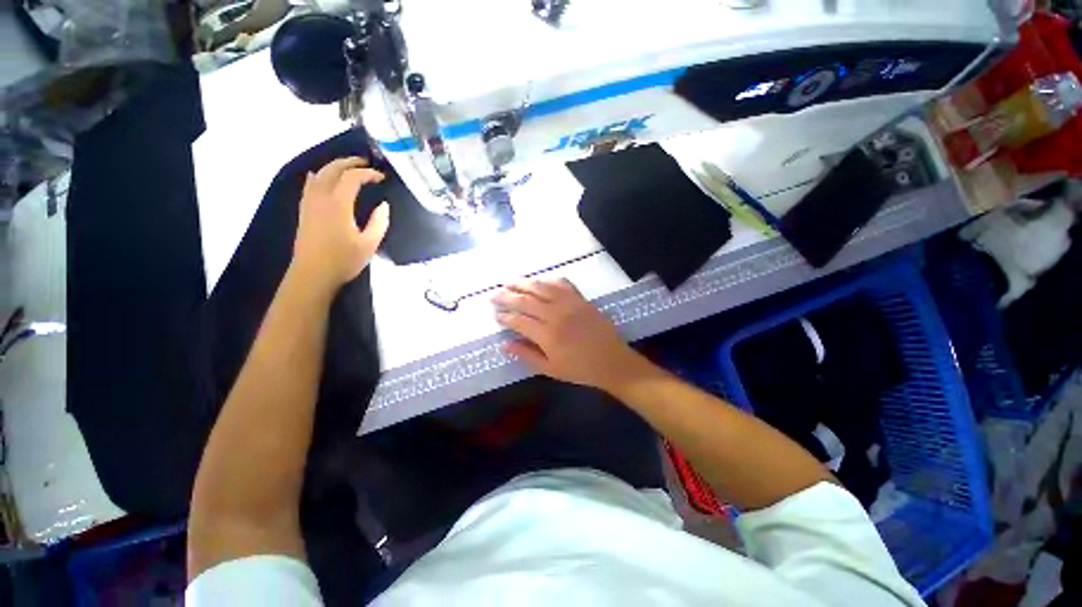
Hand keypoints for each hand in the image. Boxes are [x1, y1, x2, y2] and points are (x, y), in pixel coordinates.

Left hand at [291, 157, 389, 292]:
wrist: (313, 273)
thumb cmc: (344, 260)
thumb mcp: (370, 243)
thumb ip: (379, 222)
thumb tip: (384, 205)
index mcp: (339, 204)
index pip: (352, 178)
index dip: (367, 173)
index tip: (381, 177)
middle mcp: (321, 197)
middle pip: (333, 169)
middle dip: (349, 162)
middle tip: (365, 163)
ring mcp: (310, 202)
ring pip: (319, 174)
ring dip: (334, 166)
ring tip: (349, 167)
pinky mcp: (305, 210)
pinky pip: (310, 184)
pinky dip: (320, 176)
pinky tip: (322, 177)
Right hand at [492, 279, 648, 392]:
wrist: (612, 361)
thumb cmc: (580, 369)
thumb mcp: (551, 369)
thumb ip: (526, 355)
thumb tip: (505, 344)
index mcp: (547, 335)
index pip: (518, 320)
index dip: (504, 316)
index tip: (495, 314)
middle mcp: (556, 314)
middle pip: (525, 300)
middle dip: (506, 296)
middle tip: (494, 295)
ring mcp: (569, 303)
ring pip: (541, 287)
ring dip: (523, 283)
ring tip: (509, 282)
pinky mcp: (581, 299)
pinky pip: (562, 283)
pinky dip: (548, 280)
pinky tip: (540, 281)